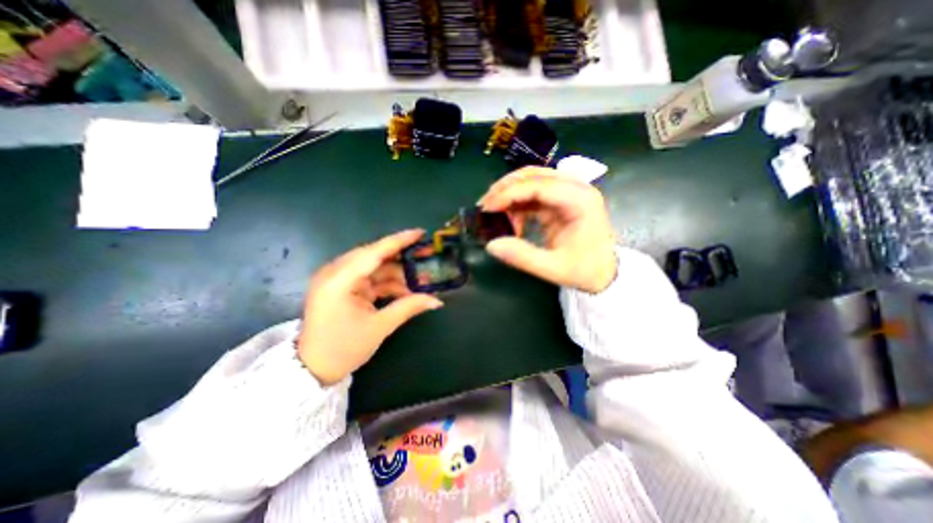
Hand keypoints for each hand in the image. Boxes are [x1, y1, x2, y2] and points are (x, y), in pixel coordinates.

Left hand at [300, 231, 444, 385]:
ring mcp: (338, 279)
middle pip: (375, 256)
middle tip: (426, 257)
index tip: (420, 233)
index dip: (399, 241)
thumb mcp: (379, 327)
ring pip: (374, 267)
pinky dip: (388, 283)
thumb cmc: (343, 349)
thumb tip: (437, 300)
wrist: (313, 369)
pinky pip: (370, 278)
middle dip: (402, 258)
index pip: (373, 252)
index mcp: (339, 281)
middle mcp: (335, 273)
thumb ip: (409, 307)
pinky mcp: (343, 287)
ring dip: (397, 273)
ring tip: (420, 281)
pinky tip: (406, 290)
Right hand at [478, 166, 617, 291]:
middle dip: (505, 188)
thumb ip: (522, 257)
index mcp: (580, 201)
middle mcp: (575, 189)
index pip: (539, 186)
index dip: (509, 193)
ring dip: (509, 194)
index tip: (487, 207)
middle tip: (484, 206)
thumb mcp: (553, 268)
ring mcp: (568, 193)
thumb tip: (491, 245)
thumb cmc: (585, 270)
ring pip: (531, 181)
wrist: (605, 273)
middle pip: (534, 175)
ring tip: (493, 214)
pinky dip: (517, 204)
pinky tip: (509, 220)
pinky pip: (533, 194)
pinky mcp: (560, 201)